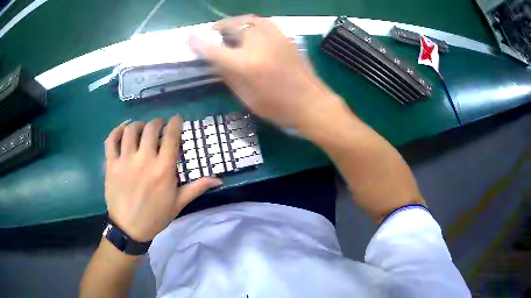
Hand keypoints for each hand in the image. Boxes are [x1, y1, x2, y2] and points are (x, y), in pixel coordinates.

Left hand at [104, 116, 221, 241]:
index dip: (175, 123)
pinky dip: (116, 130)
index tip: (176, 119)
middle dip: (157, 122)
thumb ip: (197, 187)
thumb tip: (218, 179)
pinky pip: (111, 140)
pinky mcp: (111, 164)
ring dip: (138, 125)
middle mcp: (144, 160)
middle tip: (158, 126)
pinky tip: (122, 130)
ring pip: (130, 130)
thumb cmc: (156, 216)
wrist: (129, 229)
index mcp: (163, 169)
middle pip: (150, 128)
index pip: (171, 136)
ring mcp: (125, 161)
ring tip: (141, 128)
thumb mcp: (179, 203)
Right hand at [188, 15, 344, 131]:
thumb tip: (215, 61)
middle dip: (217, 30)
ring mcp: (275, 38)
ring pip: (248, 20)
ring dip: (234, 23)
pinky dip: (251, 23)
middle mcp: (259, 45)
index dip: (198, 43)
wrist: (312, 103)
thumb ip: (228, 77)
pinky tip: (250, 32)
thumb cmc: (279, 108)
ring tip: (229, 31)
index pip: (215, 50)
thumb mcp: (247, 99)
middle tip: (213, 37)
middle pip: (231, 28)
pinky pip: (264, 22)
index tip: (188, 38)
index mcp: (247, 65)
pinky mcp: (285, 37)